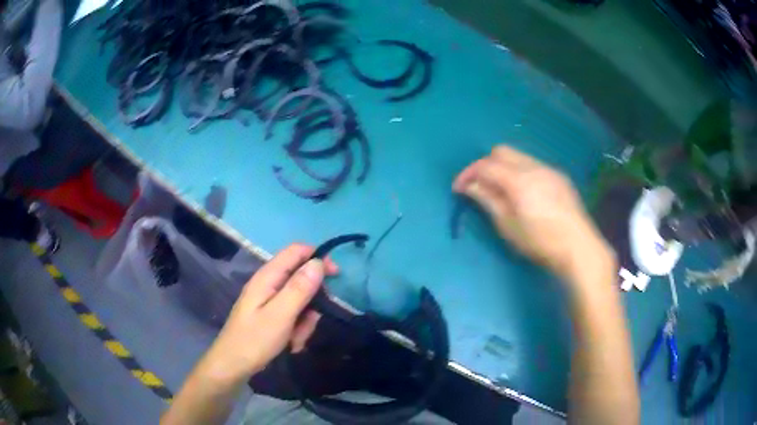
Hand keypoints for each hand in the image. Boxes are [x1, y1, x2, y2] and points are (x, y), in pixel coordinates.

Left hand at [199, 244, 337, 384]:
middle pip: (301, 278)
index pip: (296, 251)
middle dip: (312, 300)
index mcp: (268, 277)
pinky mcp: (270, 315)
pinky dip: (297, 328)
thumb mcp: (281, 315)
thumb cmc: (255, 340)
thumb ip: (299, 288)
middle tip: (311, 321)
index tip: (335, 276)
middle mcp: (268, 284)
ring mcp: (269, 300)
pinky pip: (293, 314)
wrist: (233, 365)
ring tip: (296, 339)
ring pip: (300, 300)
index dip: (318, 257)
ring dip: (305, 320)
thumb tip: (318, 262)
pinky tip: (291, 343)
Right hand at [453, 146, 613, 283]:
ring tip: (502, 191)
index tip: (458, 189)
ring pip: (519, 157)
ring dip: (504, 168)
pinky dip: (520, 173)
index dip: (468, 174)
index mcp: (519, 180)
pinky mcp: (559, 177)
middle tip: (480, 187)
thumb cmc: (540, 242)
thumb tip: (469, 186)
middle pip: (501, 151)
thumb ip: (488, 200)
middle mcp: (534, 167)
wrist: (578, 247)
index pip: (485, 165)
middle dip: (486, 165)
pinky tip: (525, 194)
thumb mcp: (508, 226)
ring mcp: (549, 169)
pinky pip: (533, 165)